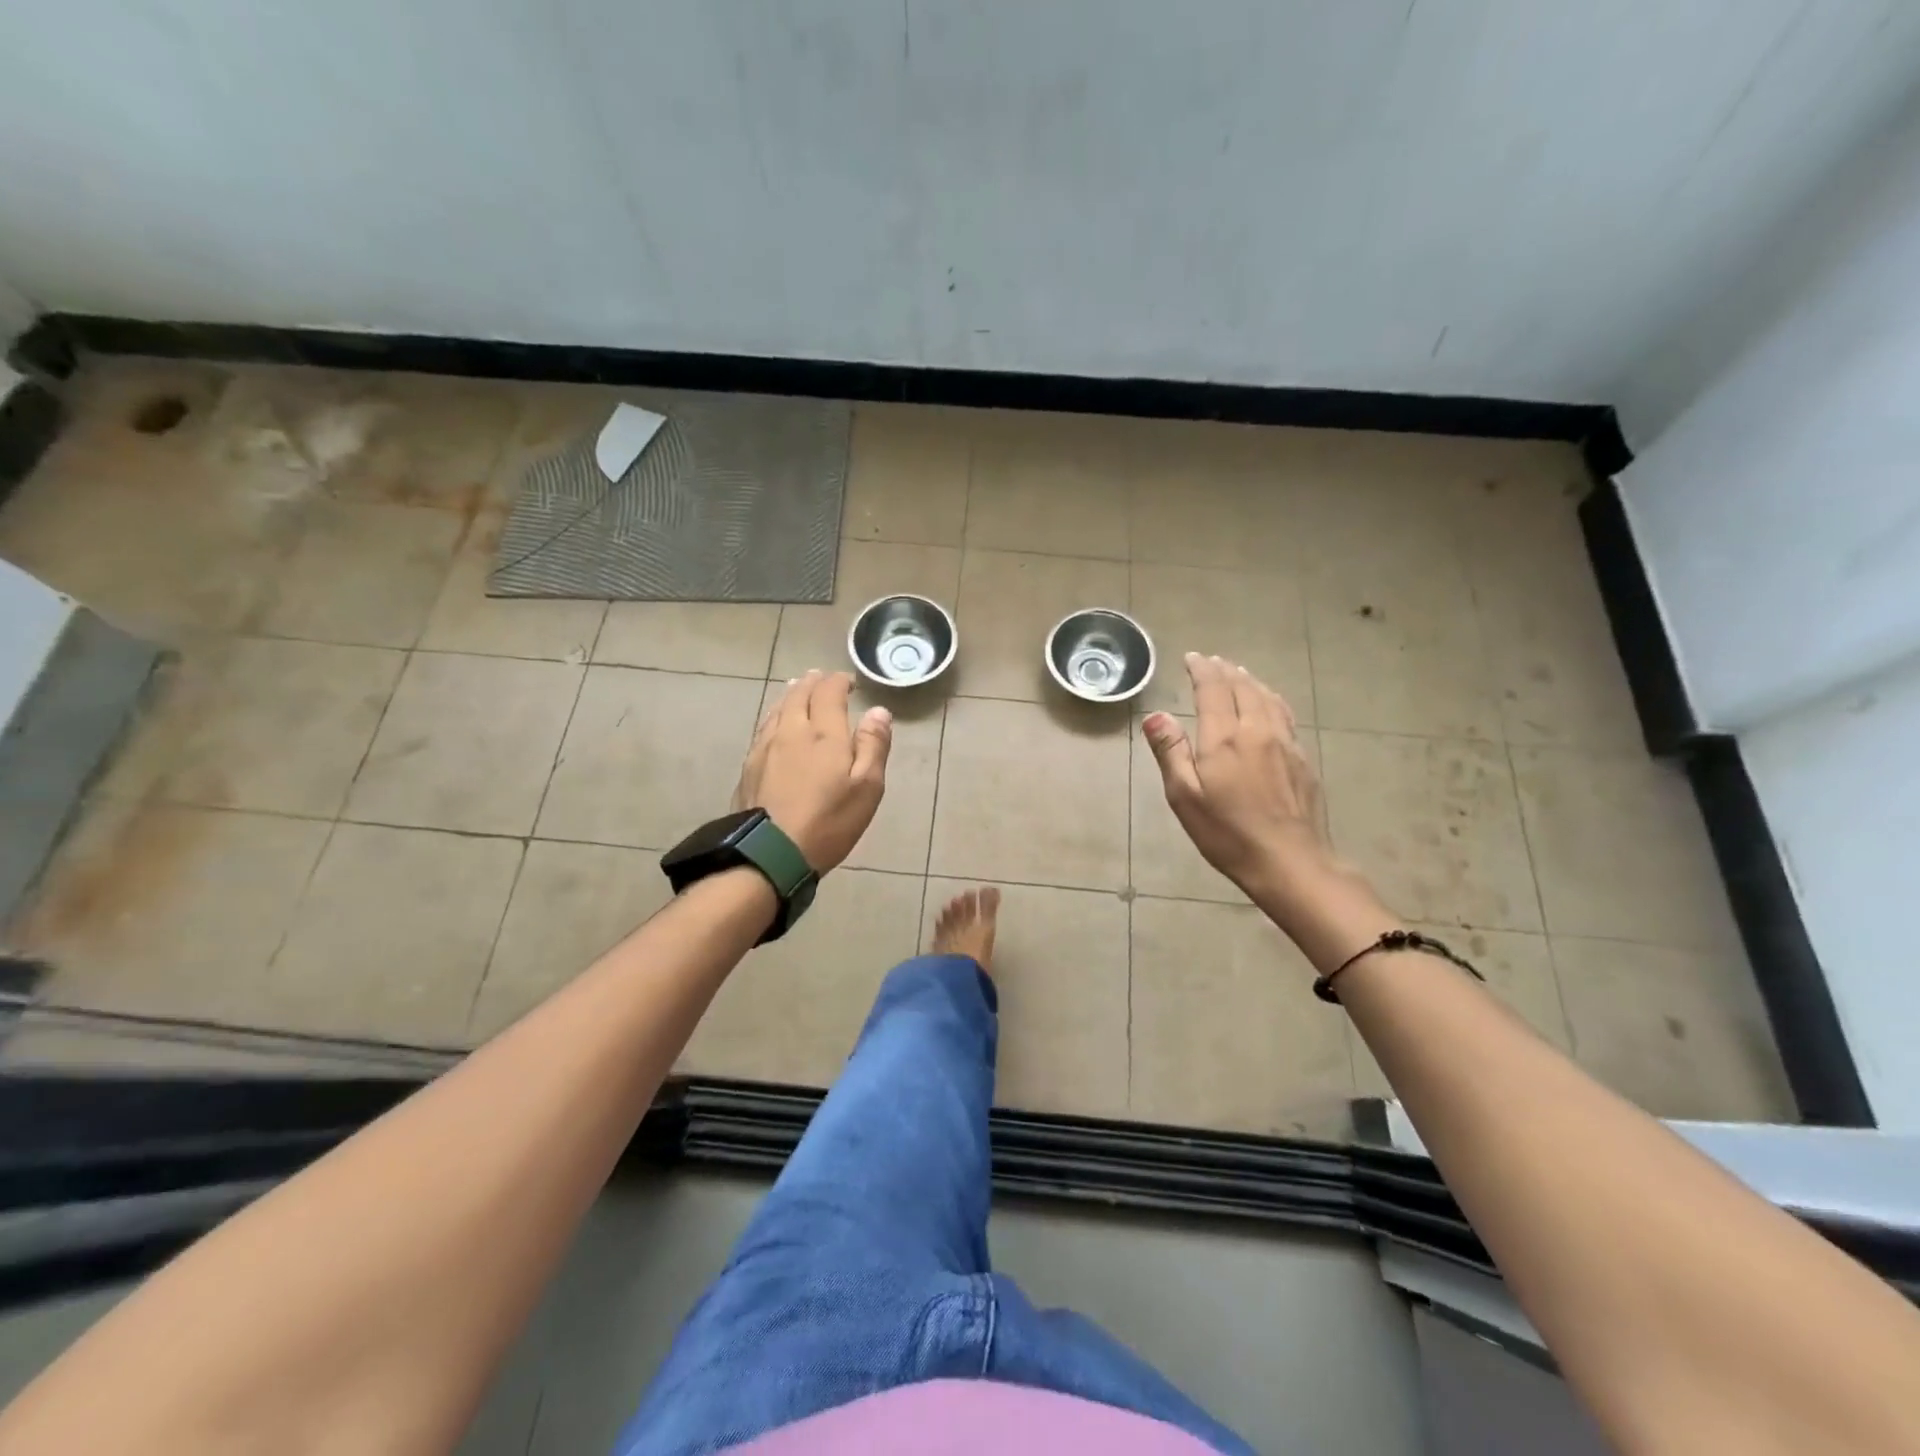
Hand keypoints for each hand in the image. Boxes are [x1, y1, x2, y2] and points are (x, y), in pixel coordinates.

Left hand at [732, 670, 891, 870]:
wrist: (770, 853)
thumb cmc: (828, 822)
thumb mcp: (867, 788)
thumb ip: (873, 746)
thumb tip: (878, 711)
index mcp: (824, 734)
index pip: (829, 693)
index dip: (840, 682)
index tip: (850, 682)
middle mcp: (791, 731)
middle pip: (799, 695)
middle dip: (813, 683)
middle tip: (821, 678)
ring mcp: (765, 748)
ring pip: (777, 709)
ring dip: (791, 695)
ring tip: (798, 689)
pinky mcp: (749, 766)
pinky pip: (764, 727)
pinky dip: (775, 715)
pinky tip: (775, 722)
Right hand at [1142, 655, 1331, 902]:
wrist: (1290, 861)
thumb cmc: (1227, 833)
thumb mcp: (1185, 797)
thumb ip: (1170, 752)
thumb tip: (1155, 715)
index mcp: (1224, 738)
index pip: (1213, 689)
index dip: (1201, 669)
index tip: (1192, 657)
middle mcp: (1257, 730)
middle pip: (1242, 688)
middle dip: (1225, 671)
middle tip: (1212, 661)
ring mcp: (1285, 743)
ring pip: (1267, 698)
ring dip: (1249, 681)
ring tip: (1238, 673)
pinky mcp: (1302, 759)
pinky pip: (1284, 714)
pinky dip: (1271, 698)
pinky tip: (1269, 703)